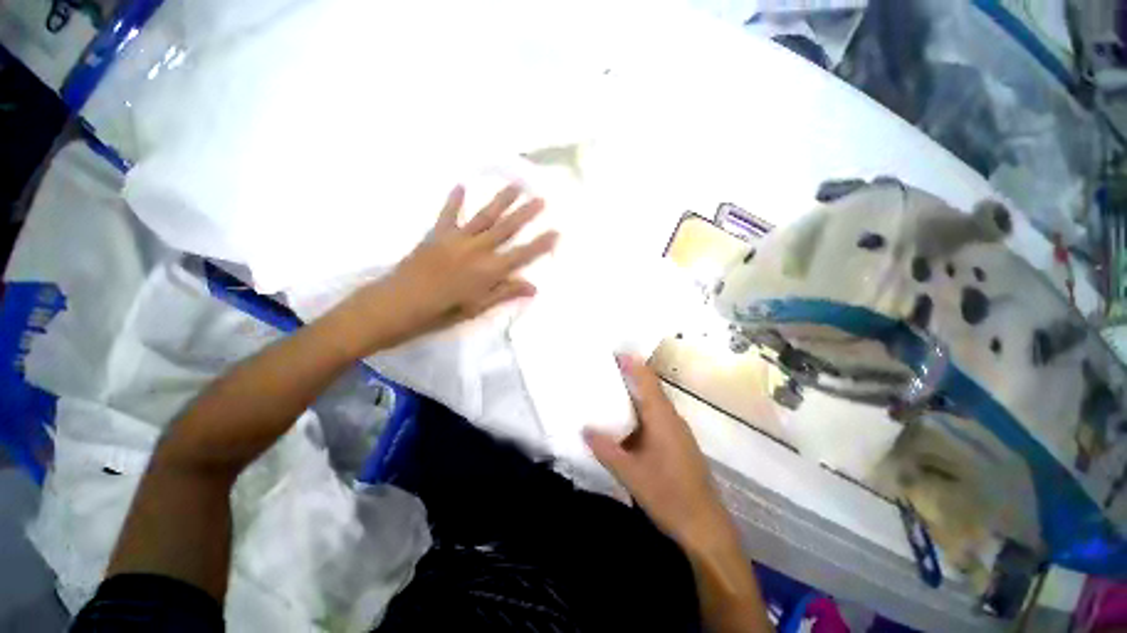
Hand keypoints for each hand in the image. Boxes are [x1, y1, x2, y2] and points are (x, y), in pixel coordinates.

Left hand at [345, 184, 557, 350]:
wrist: (396, 305)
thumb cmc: (440, 313)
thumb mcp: (476, 308)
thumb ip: (504, 293)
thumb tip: (533, 286)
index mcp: (488, 271)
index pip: (522, 255)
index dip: (540, 244)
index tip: (556, 231)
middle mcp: (477, 250)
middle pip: (506, 229)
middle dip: (526, 214)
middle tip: (541, 198)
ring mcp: (456, 239)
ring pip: (484, 216)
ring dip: (501, 201)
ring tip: (515, 185)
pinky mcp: (436, 235)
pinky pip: (448, 214)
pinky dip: (454, 200)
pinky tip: (461, 185)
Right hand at [584, 355, 731, 548]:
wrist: (705, 526)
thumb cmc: (668, 495)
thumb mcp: (630, 473)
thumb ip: (606, 449)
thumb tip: (585, 429)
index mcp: (662, 418)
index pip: (647, 381)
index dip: (632, 364)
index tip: (615, 351)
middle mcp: (672, 418)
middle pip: (651, 388)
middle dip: (631, 375)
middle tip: (607, 369)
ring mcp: (677, 431)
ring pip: (654, 403)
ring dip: (636, 393)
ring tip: (612, 389)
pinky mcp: (678, 443)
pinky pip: (657, 417)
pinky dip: (641, 411)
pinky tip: (627, 421)